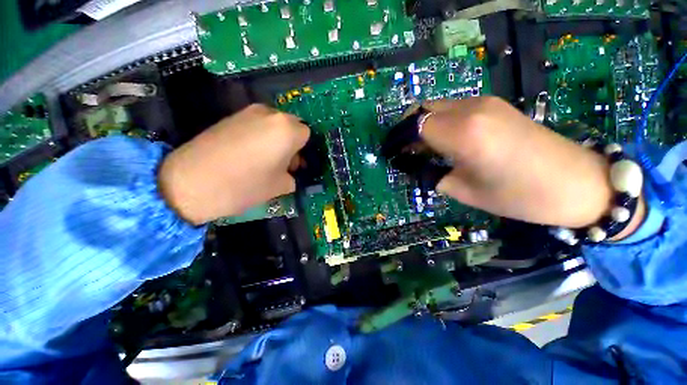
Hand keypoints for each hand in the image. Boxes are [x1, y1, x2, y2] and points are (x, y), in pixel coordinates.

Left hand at [158, 104, 309, 224]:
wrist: (190, 182)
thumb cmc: (245, 185)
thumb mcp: (279, 187)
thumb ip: (292, 177)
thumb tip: (289, 173)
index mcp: (287, 130)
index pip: (306, 134)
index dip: (303, 151)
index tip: (294, 165)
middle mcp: (270, 114)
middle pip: (291, 126)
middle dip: (291, 143)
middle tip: (282, 163)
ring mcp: (247, 112)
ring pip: (273, 124)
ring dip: (275, 139)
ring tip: (264, 159)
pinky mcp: (230, 116)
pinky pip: (256, 124)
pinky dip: (259, 136)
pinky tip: (247, 154)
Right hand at [419, 97, 644, 238]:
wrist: (577, 182)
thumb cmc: (519, 196)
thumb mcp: (464, 191)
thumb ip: (431, 174)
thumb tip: (411, 165)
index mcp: (462, 133)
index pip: (414, 126)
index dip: (397, 140)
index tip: (391, 154)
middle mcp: (471, 109)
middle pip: (423, 109)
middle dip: (408, 129)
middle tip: (405, 151)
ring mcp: (485, 103)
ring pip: (438, 106)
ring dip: (424, 125)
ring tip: (423, 149)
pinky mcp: (494, 104)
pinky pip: (454, 108)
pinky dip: (440, 122)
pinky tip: (445, 141)